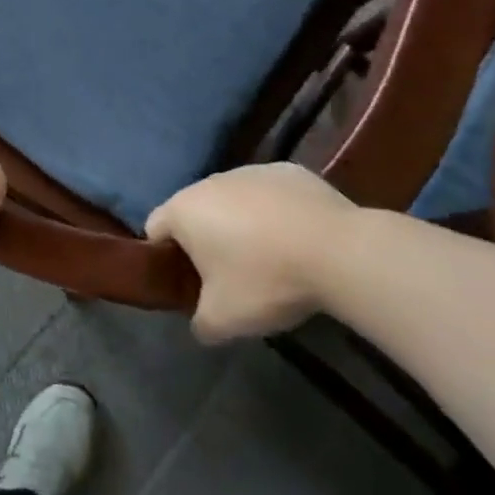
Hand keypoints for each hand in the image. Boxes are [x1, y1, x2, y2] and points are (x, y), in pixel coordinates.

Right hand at [145, 164, 360, 341]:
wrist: (340, 251)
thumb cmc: (267, 280)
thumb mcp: (223, 319)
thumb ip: (199, 323)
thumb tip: (200, 324)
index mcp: (183, 210)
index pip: (154, 229)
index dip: (166, 258)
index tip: (189, 284)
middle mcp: (209, 181)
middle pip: (195, 212)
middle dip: (206, 240)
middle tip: (231, 277)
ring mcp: (250, 170)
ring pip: (233, 200)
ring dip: (241, 224)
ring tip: (271, 258)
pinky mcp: (288, 171)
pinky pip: (270, 195)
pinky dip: (276, 213)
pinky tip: (299, 240)